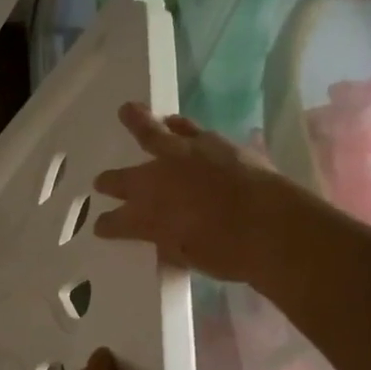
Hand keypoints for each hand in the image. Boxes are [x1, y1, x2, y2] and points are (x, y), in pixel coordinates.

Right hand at [93, 103, 293, 281]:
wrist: (270, 226)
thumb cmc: (228, 254)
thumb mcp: (190, 258)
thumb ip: (172, 246)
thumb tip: (166, 242)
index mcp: (146, 216)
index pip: (116, 222)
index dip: (107, 225)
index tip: (101, 227)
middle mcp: (156, 182)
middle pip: (124, 179)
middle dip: (110, 181)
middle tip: (101, 181)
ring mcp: (183, 156)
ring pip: (151, 132)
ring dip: (138, 122)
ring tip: (130, 112)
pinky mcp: (212, 142)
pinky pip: (188, 129)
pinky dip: (179, 126)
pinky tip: (177, 123)